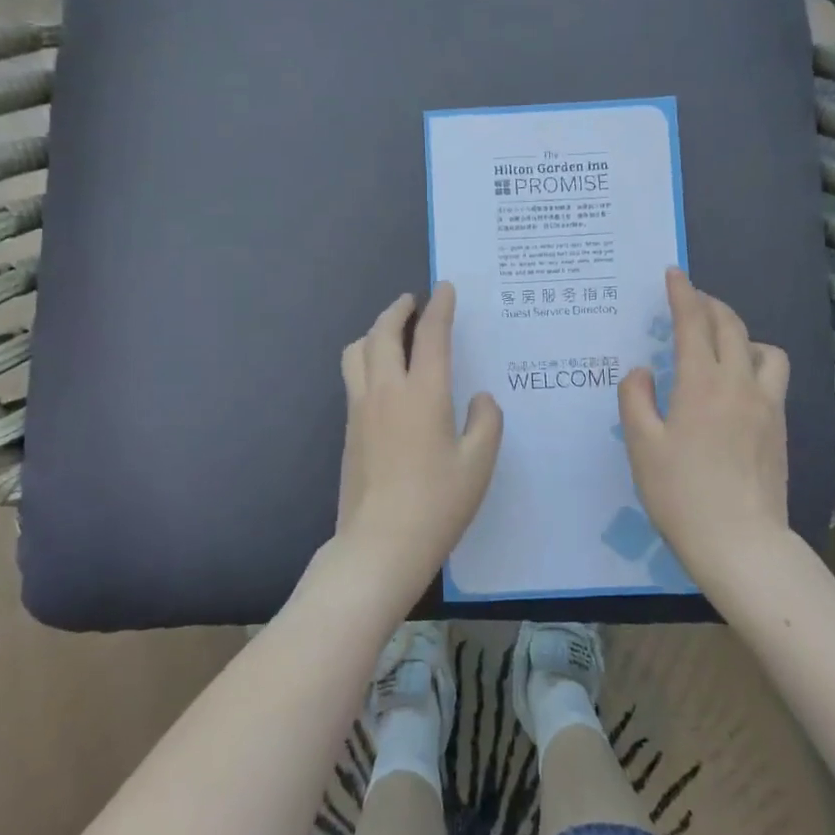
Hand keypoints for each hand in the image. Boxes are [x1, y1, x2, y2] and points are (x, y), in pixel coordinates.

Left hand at [335, 282, 503, 608]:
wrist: (379, 545)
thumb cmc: (437, 504)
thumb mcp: (479, 464)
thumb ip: (486, 422)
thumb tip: (479, 398)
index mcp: (423, 393)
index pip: (431, 335)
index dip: (440, 306)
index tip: (445, 288)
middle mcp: (386, 390)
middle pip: (383, 332)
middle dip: (398, 310)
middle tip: (413, 303)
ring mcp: (360, 409)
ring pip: (358, 351)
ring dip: (375, 332)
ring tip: (393, 334)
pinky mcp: (348, 429)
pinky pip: (353, 376)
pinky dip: (367, 358)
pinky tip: (383, 375)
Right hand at [618, 269, 790, 586]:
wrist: (741, 545)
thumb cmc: (682, 495)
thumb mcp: (642, 446)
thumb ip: (635, 400)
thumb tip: (642, 372)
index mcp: (703, 383)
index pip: (694, 322)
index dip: (683, 293)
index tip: (674, 273)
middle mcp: (741, 384)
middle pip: (732, 327)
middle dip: (710, 305)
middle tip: (690, 300)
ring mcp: (768, 406)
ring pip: (765, 349)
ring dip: (742, 334)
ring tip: (721, 345)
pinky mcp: (781, 429)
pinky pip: (773, 378)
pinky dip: (756, 363)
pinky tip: (737, 386)